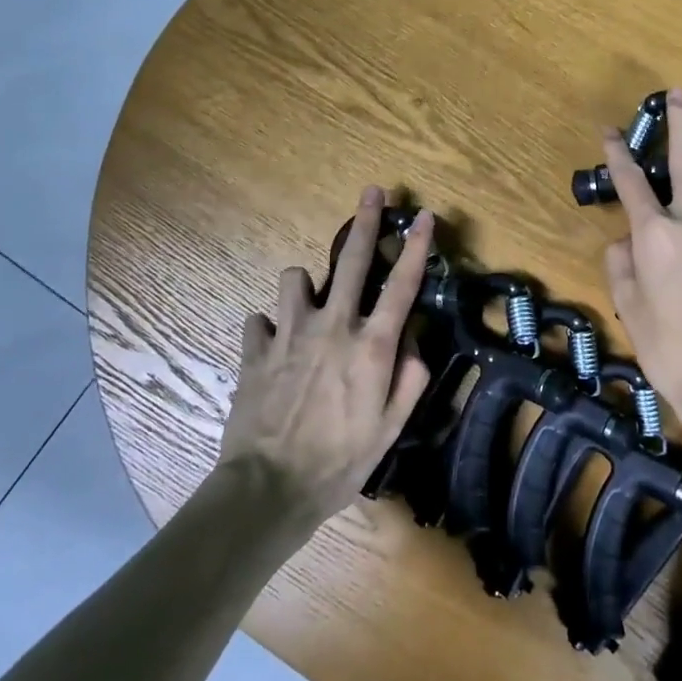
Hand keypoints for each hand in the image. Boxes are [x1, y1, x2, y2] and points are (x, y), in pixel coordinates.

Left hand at [218, 187, 435, 527]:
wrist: (269, 488)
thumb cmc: (340, 462)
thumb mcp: (391, 428)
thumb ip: (410, 378)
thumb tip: (412, 342)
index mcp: (371, 346)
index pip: (403, 285)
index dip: (418, 247)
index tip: (425, 216)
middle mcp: (333, 326)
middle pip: (353, 260)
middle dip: (366, 221)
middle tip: (373, 191)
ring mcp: (289, 333)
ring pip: (296, 277)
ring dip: (306, 287)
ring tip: (310, 307)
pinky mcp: (255, 348)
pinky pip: (261, 318)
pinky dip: (271, 327)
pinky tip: (275, 348)